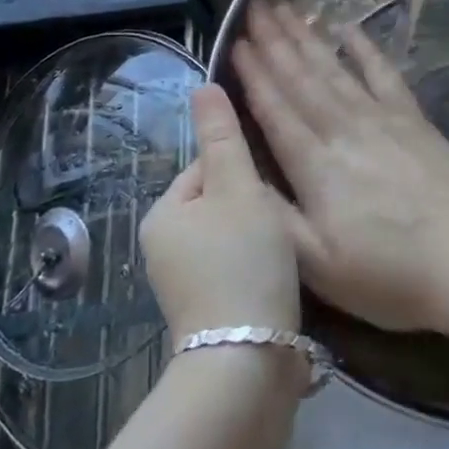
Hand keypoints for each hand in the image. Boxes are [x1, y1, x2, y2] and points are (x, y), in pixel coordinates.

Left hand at [140, 85, 302, 336]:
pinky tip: (279, 277)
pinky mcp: (209, 310)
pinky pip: (237, 266)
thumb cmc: (243, 263)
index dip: (246, 168)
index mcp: (164, 213)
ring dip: (260, 235)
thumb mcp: (239, 189)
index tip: (272, 188)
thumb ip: (223, 137)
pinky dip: (258, 266)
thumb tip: (202, 86)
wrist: (248, 363)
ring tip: (284, 250)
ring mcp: (185, 282)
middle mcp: (165, 246)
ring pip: (233, 234)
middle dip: (255, 205)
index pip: (208, 165)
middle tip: (282, 221)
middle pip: (222, 200)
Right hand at [231, 2, 448, 332]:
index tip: (235, 42)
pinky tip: (348, 29)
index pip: (274, 108)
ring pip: (335, 68)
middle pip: (301, 77)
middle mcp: (343, 130)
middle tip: (254, 9)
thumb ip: (273, 215)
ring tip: (286, 10)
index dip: (252, 74)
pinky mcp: (413, 120)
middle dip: (274, 42)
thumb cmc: (388, 274)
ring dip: (308, 38)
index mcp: (315, 165)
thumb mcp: (316, 265)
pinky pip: (383, 73)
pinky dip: (365, 49)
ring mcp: (381, 119)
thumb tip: (236, 174)